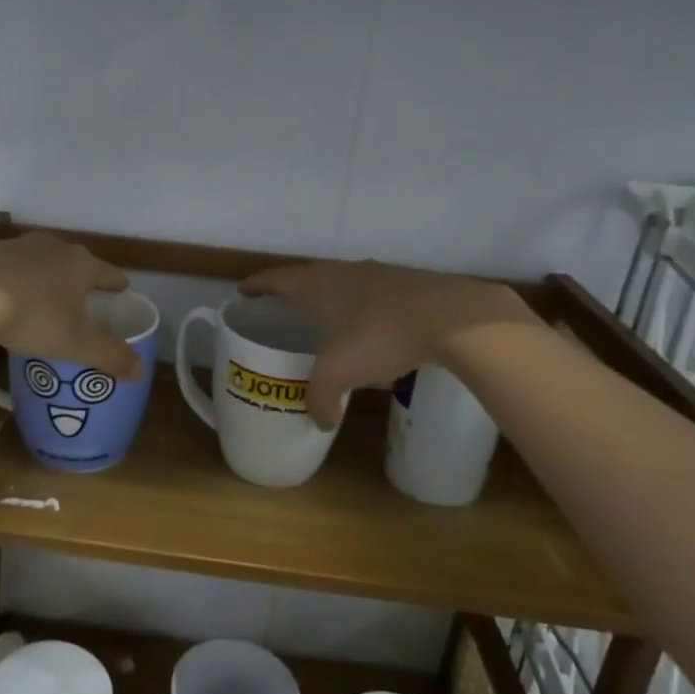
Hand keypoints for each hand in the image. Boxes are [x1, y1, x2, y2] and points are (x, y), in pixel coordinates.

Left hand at [0, 232, 143, 380]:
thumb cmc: (33, 317)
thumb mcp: (76, 344)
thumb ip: (110, 356)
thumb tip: (141, 371)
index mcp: (82, 265)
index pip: (109, 273)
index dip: (117, 284)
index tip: (122, 290)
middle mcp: (55, 247)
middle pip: (76, 262)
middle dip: (81, 279)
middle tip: (84, 298)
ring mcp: (20, 246)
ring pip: (43, 261)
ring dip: (47, 276)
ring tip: (45, 297)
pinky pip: (12, 266)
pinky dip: (16, 278)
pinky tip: (8, 295)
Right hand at [241, 260, 535, 427]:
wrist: (451, 318)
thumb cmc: (380, 336)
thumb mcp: (339, 373)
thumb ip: (321, 398)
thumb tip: (319, 422)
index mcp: (318, 284)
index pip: (277, 279)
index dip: (257, 286)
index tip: (242, 291)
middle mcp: (344, 272)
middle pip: (308, 277)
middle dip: (292, 292)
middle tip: (281, 309)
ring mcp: (379, 274)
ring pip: (344, 284)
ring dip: (330, 299)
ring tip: (325, 320)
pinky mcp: (408, 285)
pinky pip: (373, 295)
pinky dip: (362, 309)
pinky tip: (371, 330)